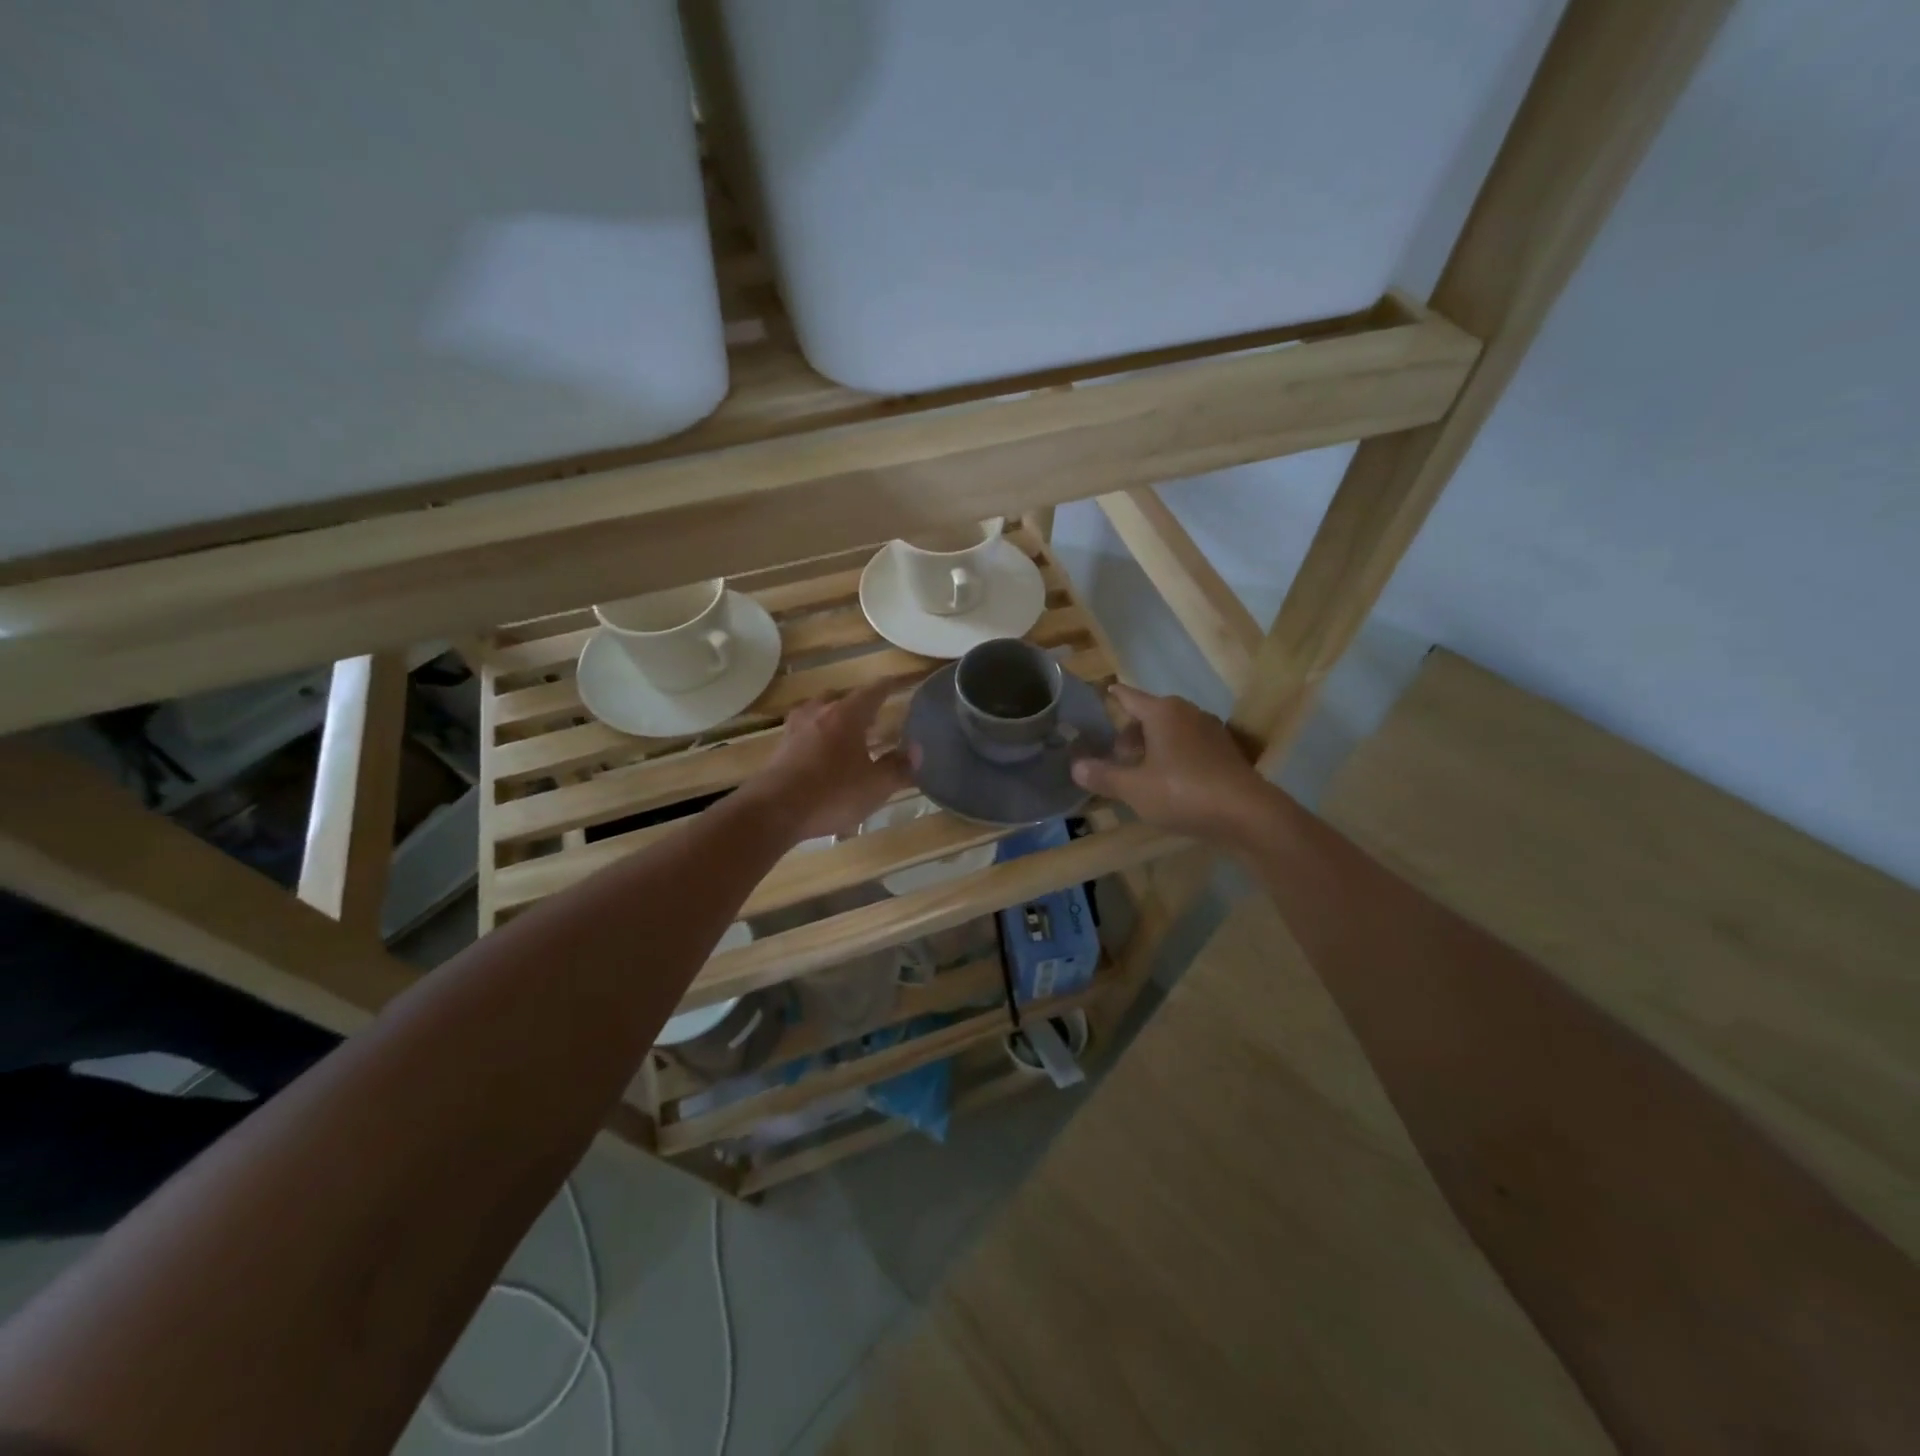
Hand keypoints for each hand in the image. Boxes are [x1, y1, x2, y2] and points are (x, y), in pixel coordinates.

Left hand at [749, 681, 911, 841]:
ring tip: (847, 733)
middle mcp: (820, 712)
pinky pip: (805, 731)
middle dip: (859, 705)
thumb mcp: (875, 786)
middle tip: (874, 717)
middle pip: (842, 698)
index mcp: (847, 715)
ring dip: (834, 718)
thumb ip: (898, 768)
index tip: (898, 682)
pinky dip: (818, 735)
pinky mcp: (780, 747)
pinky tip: (822, 753)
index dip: (888, 686)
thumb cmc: (832, 793)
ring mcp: (796, 728)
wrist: (773, 811)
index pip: (873, 691)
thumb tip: (916, 751)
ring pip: (819, 712)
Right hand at [1070, 684, 1272, 845]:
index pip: (1130, 697)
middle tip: (1118, 757)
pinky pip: (1190, 745)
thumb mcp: (1134, 788)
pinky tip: (1170, 781)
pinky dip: (1175, 755)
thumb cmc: (1183, 792)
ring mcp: (1211, 731)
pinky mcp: (1226, 752)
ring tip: (1141, 771)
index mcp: (1162, 712)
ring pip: (1172, 730)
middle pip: (1151, 714)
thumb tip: (1076, 766)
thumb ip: (1103, 776)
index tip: (1106, 691)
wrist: (1247, 814)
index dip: (1115, 696)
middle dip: (1131, 732)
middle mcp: (1188, 713)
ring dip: (1154, 745)